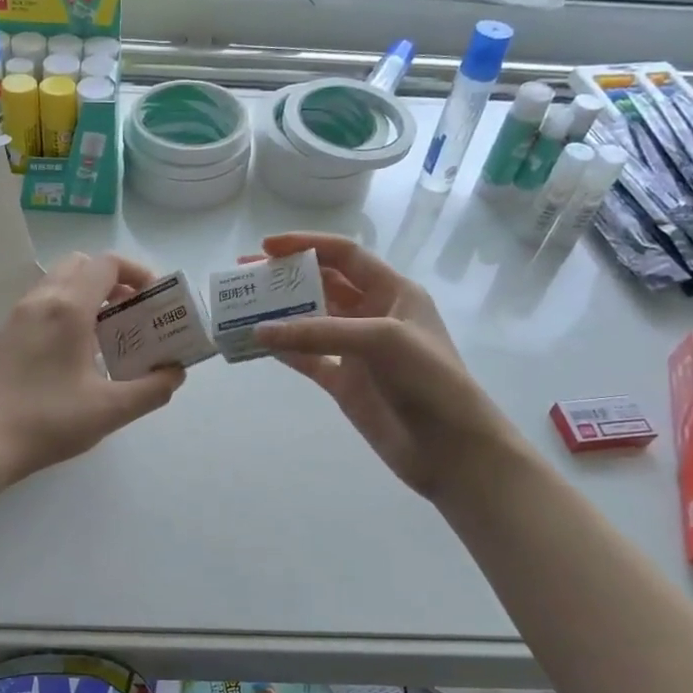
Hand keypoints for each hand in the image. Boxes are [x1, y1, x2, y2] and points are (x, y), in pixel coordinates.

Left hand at [0, 252, 185, 487]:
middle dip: (114, 281)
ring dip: (89, 295)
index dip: (138, 273)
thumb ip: (152, 389)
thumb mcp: (110, 410)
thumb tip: (175, 373)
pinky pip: (43, 304)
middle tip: (133, 313)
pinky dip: (67, 310)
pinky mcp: (5, 335)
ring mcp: (17, 316)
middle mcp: (41, 300)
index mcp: (68, 308)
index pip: (107, 264)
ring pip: (59, 284)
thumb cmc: (49, 421)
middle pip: (82, 266)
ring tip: (109, 335)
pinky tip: (77, 353)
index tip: (155, 300)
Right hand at [255, 233, 508, 501]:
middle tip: (245, 275)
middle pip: (322, 285)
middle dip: (285, 278)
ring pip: (310, 323)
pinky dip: (284, 351)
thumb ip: (318, 332)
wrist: (450, 446)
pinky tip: (258, 344)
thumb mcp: (379, 340)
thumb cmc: (427, 379)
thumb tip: (260, 330)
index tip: (266, 247)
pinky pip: (307, 359)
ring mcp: (357, 350)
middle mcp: (373, 315)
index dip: (306, 245)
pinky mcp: (344, 382)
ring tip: (242, 308)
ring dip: (279, 315)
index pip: (344, 255)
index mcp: (393, 292)